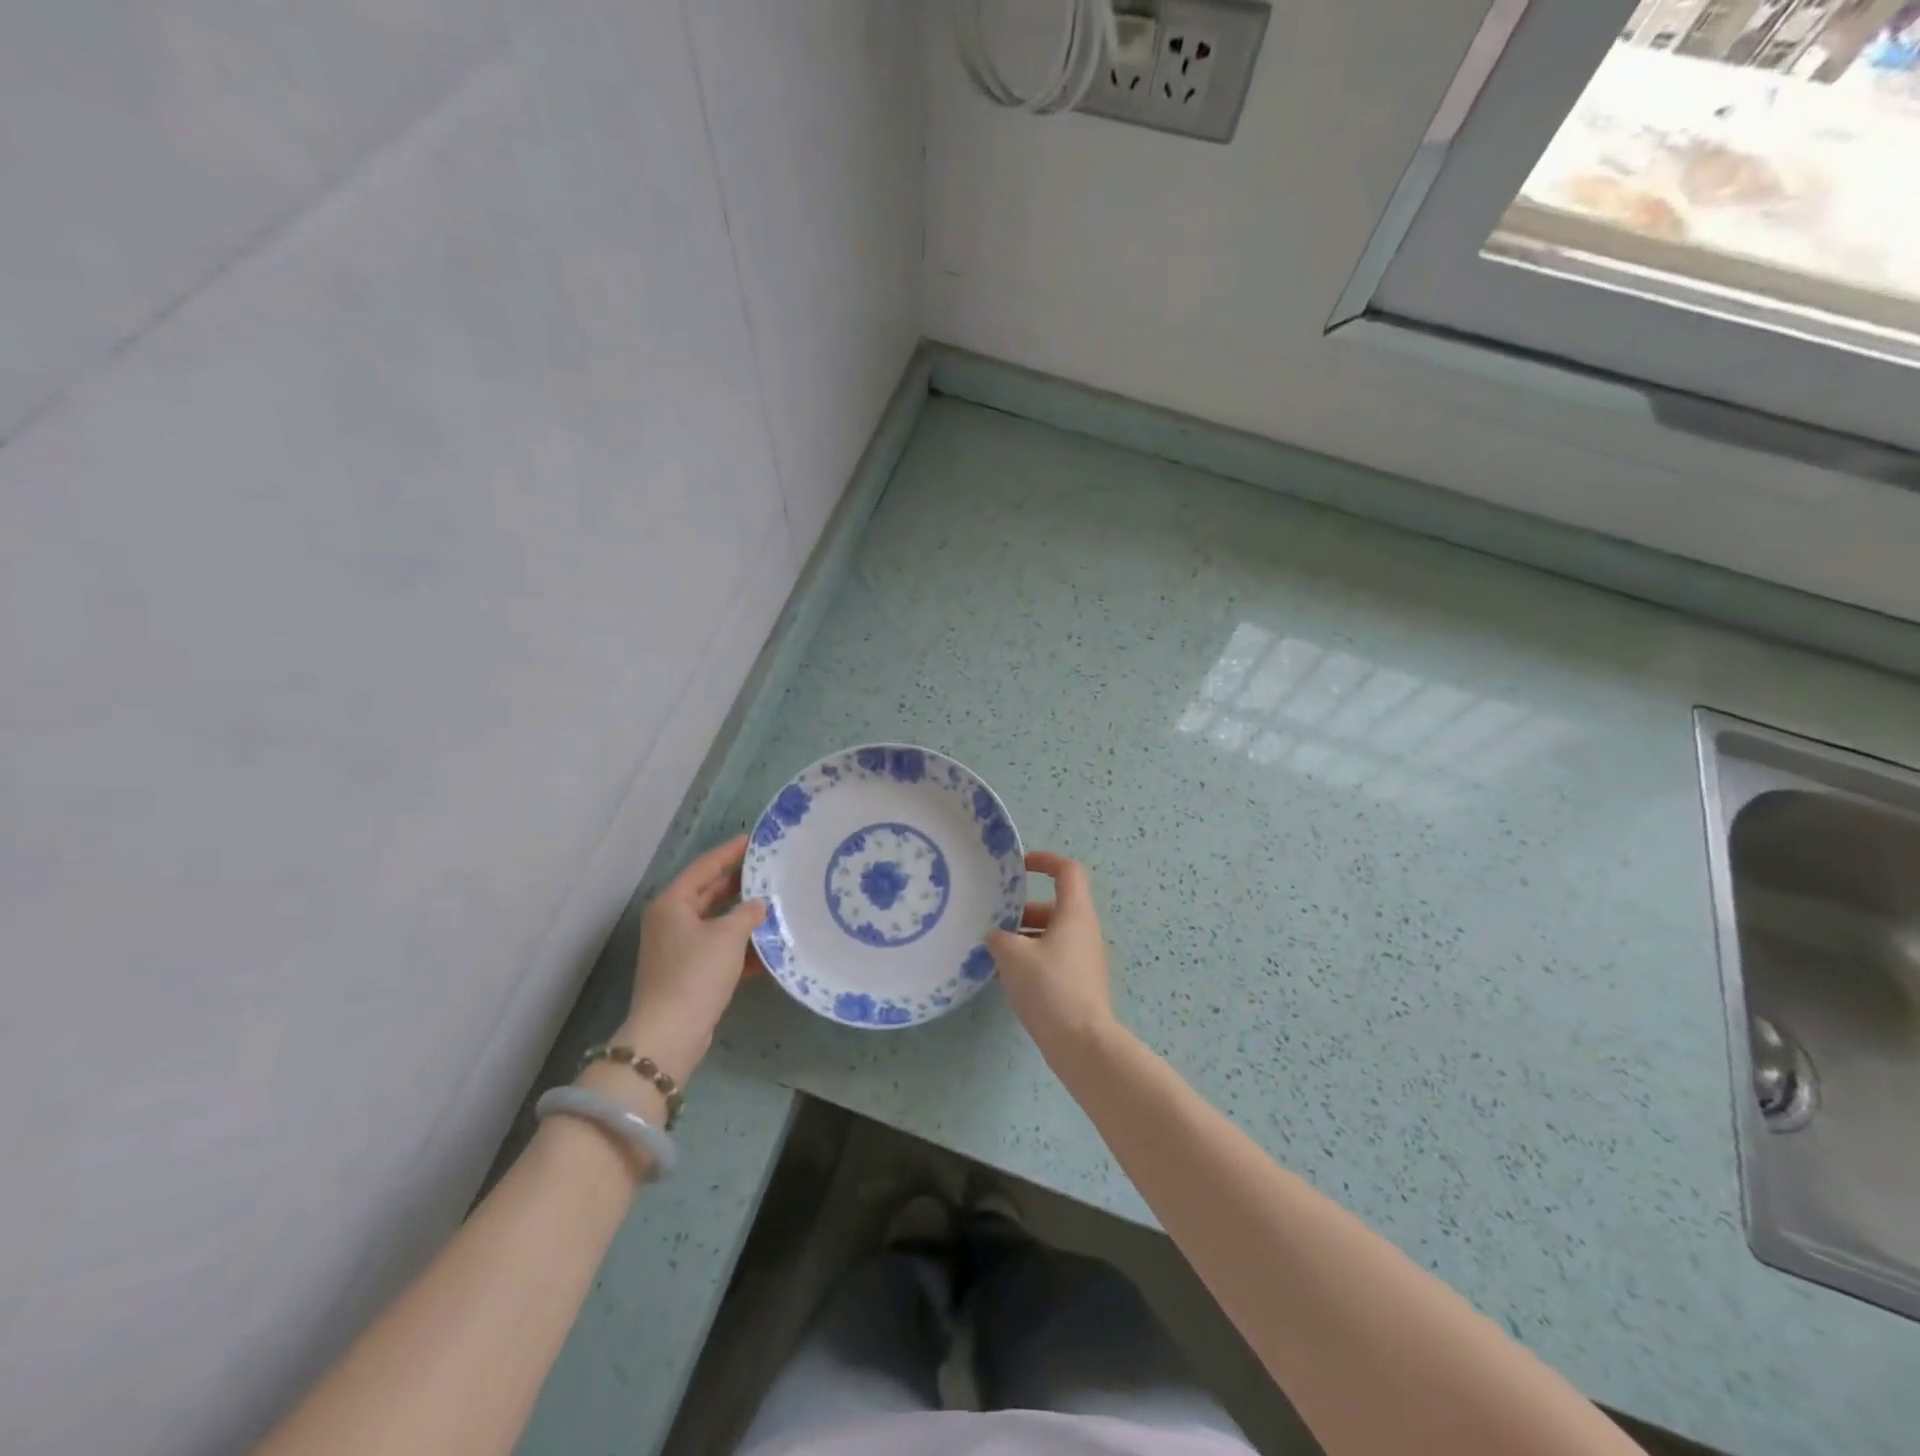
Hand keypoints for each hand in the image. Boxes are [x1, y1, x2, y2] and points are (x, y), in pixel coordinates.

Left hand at [618, 835, 764, 1081]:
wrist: (670, 1034)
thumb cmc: (696, 973)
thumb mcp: (728, 936)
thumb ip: (747, 913)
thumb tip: (758, 904)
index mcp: (673, 902)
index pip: (706, 866)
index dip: (731, 851)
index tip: (756, 839)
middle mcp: (671, 920)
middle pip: (710, 892)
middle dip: (740, 883)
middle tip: (771, 869)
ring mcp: (678, 948)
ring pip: (717, 921)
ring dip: (744, 916)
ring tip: (777, 904)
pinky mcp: (689, 972)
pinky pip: (719, 949)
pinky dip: (741, 947)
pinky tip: (769, 948)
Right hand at [986, 851, 1116, 1052]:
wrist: (1082, 1043)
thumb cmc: (1049, 987)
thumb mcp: (1013, 956)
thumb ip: (999, 938)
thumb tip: (996, 936)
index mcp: (1074, 913)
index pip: (1067, 871)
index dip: (1045, 861)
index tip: (1019, 866)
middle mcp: (1083, 930)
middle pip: (1054, 906)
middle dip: (1022, 910)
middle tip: (994, 920)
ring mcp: (1083, 958)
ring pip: (1050, 935)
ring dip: (1022, 938)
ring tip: (992, 953)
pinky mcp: (1078, 982)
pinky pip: (1051, 958)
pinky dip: (1029, 960)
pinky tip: (1003, 978)